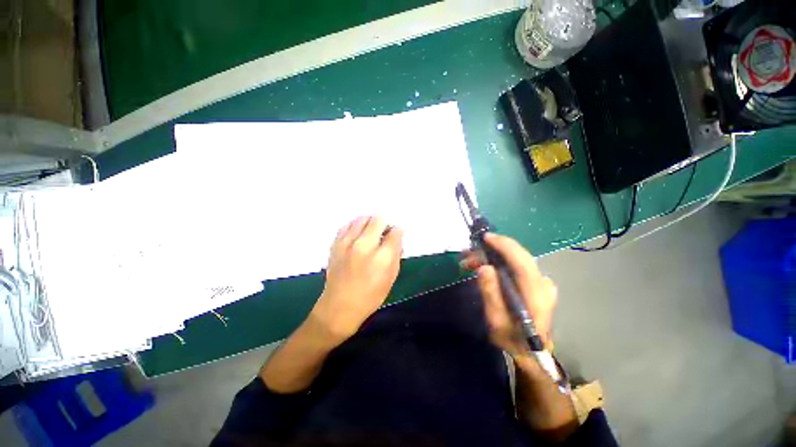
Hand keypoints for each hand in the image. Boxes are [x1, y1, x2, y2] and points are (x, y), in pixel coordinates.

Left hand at [311, 216, 403, 342]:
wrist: (339, 307)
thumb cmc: (370, 296)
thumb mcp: (391, 277)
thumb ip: (396, 254)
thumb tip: (398, 237)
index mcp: (381, 257)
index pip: (395, 231)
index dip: (399, 229)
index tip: (398, 231)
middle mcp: (364, 245)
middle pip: (378, 219)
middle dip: (385, 222)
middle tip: (385, 230)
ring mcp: (347, 243)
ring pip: (362, 218)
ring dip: (370, 221)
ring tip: (372, 230)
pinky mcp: (336, 244)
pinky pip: (347, 225)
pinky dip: (356, 225)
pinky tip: (358, 233)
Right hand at [461, 233, 557, 357]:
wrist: (532, 351)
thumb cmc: (512, 338)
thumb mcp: (496, 321)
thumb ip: (491, 294)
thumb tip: (483, 267)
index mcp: (536, 295)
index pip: (522, 262)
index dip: (504, 246)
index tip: (485, 238)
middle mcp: (543, 283)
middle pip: (518, 256)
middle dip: (492, 249)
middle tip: (468, 253)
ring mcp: (542, 282)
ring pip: (515, 259)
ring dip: (491, 256)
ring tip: (469, 262)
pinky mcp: (536, 282)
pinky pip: (516, 265)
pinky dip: (498, 261)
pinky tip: (483, 267)